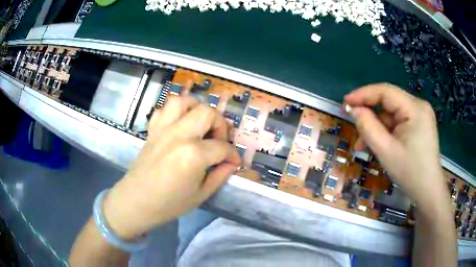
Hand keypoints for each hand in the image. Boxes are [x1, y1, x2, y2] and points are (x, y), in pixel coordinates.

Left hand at [102, 97, 241, 239]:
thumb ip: (220, 175)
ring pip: (183, 101)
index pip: (222, 147)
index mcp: (194, 154)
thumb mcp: (201, 195)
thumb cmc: (169, 204)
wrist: (136, 202)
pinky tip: (179, 125)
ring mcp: (163, 129)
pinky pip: (163, 110)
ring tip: (200, 124)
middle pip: (207, 113)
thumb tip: (232, 163)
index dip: (233, 154)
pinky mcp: (152, 130)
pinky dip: (174, 112)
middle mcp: (179, 135)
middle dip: (220, 124)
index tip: (234, 161)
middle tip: (219, 140)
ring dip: (196, 108)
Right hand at [344, 83, 448, 211]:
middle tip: (353, 126)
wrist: (428, 191)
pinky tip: (378, 143)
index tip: (345, 103)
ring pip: (392, 114)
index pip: (385, 91)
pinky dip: (386, 131)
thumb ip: (368, 127)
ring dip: (377, 127)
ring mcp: (420, 114)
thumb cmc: (410, 173)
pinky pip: (398, 121)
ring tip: (363, 144)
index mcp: (415, 108)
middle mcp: (419, 106)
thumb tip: (353, 109)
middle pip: (389, 102)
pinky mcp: (419, 123)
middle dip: (370, 114)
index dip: (363, 94)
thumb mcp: (386, 151)